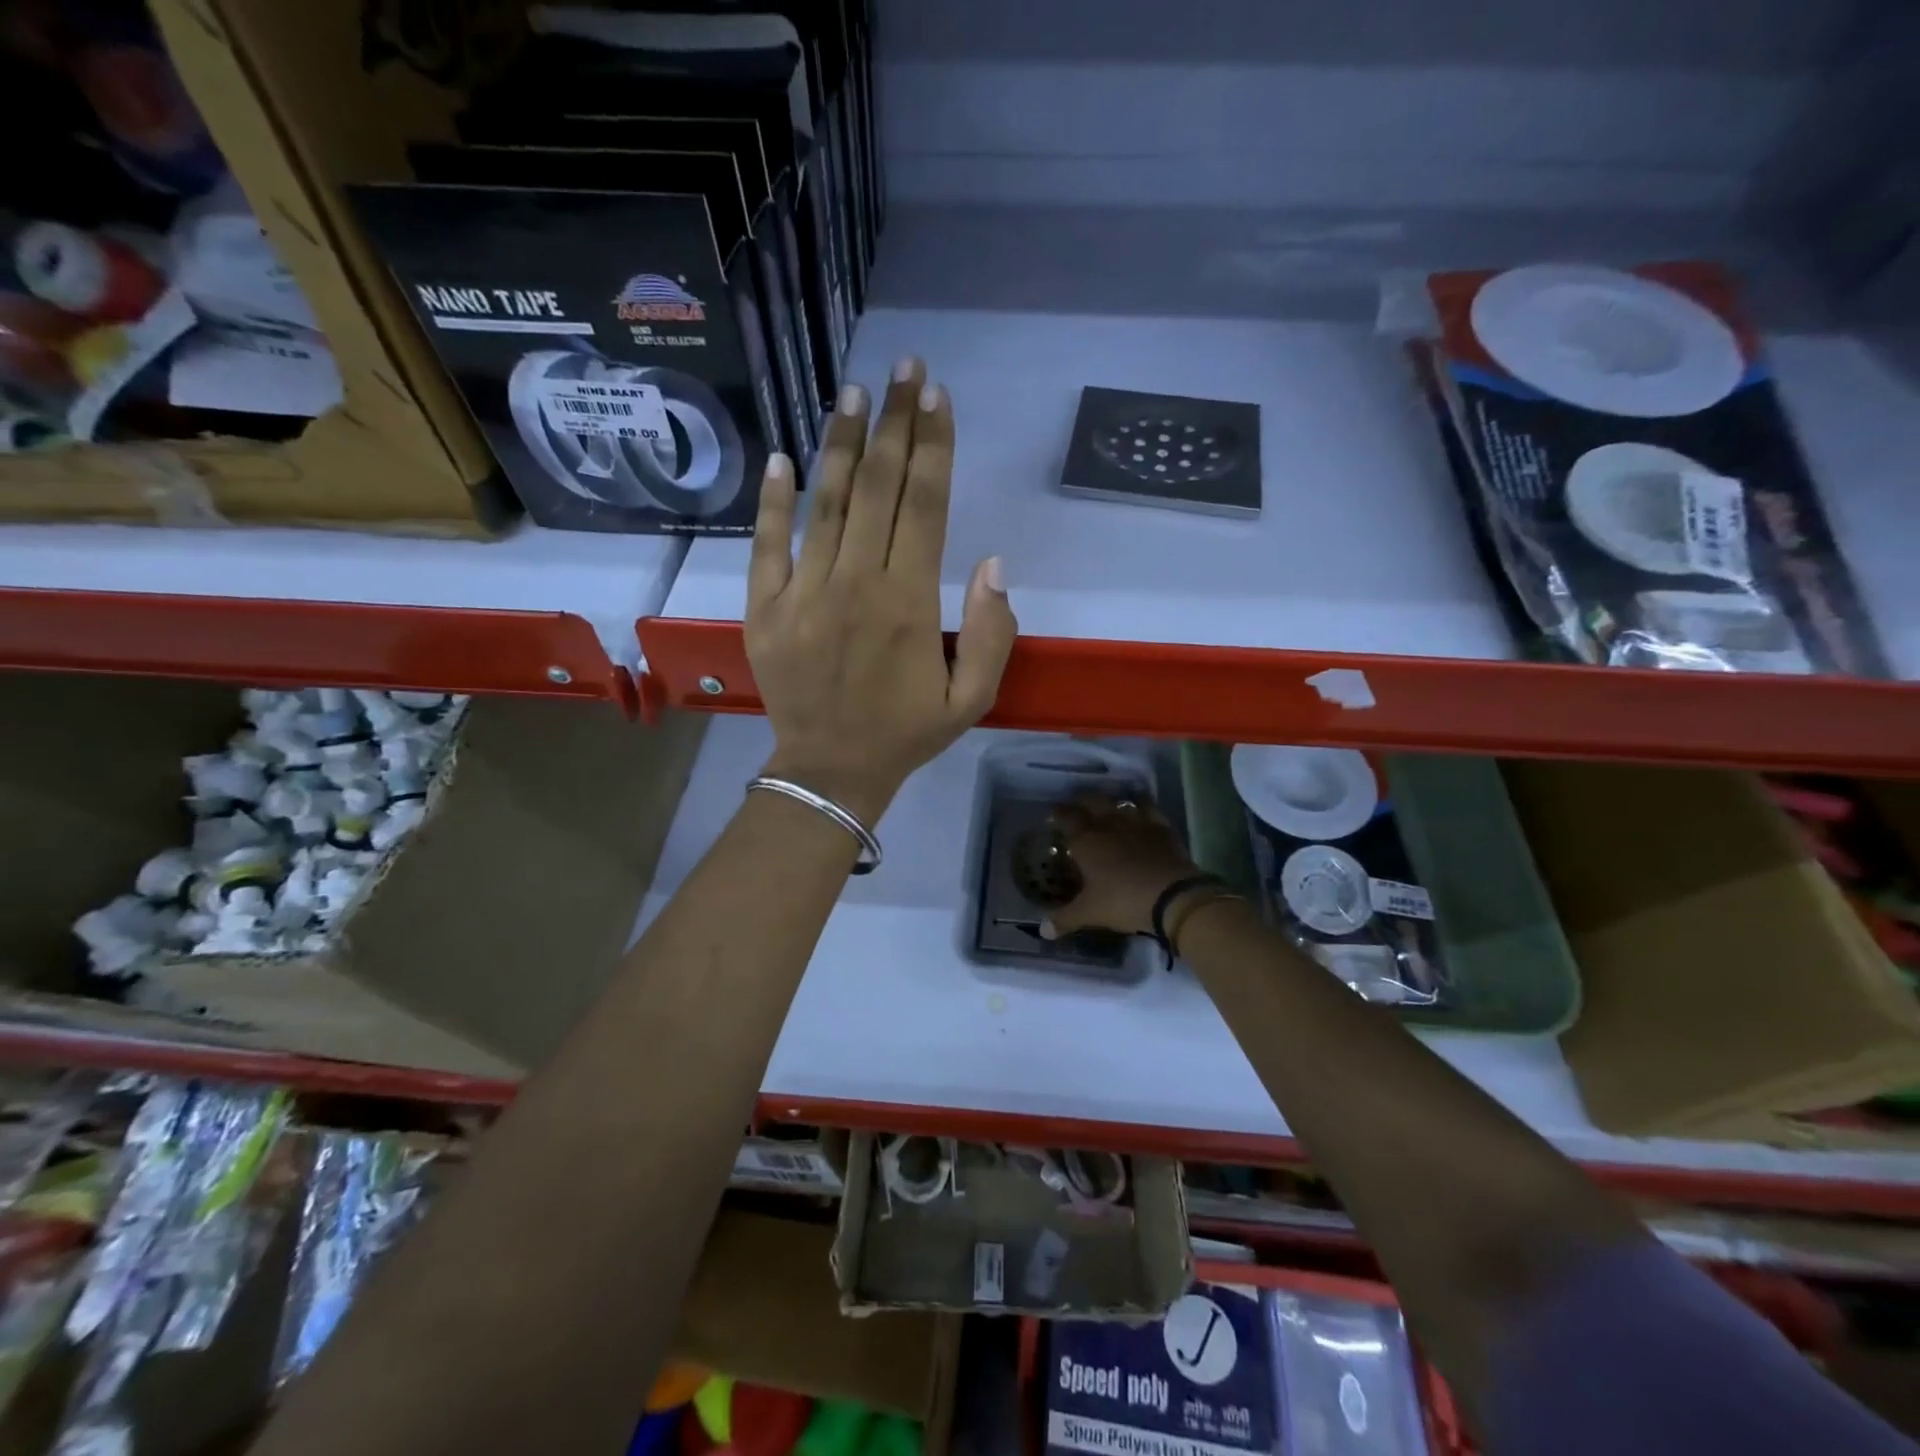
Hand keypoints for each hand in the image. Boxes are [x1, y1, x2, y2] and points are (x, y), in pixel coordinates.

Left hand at [747, 358, 1017, 826]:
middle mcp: (856, 583)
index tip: (936, 397)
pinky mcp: (764, 608)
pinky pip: (766, 545)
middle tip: (902, 370)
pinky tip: (782, 457)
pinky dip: (772, 501)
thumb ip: (991, 632)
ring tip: (852, 392)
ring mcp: (803, 593)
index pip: (925, 505)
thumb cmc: (906, 733)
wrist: (831, 771)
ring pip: (825, 504)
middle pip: (877, 488)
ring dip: (840, 443)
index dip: (933, 446)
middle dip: (893, 424)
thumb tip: (992, 564)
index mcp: (909, 602)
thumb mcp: (971, 698)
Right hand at [1043, 794, 1201, 938]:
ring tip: (1107, 808)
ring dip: (1111, 803)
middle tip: (1078, 807)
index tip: (1054, 815)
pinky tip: (1140, 809)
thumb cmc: (1122, 901)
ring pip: (1119, 802)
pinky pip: (1148, 808)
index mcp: (1085, 841)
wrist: (1171, 896)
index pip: (1066, 817)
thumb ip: (1064, 919)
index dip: (1058, 814)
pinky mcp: (1160, 827)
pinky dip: (1141, 805)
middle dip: (1082, 801)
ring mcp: (1136, 822)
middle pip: (1091, 801)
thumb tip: (1043, 930)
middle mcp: (1108, 824)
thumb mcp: (1089, 913)